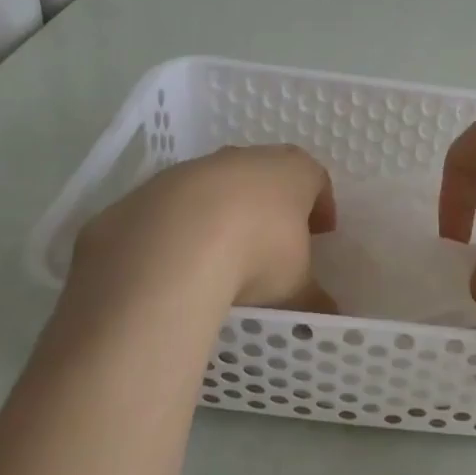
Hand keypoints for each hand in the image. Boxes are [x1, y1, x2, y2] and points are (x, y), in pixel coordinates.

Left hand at [67, 145, 337, 318]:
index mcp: (292, 171)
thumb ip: (314, 299)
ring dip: (221, 215)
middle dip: (270, 207)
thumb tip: (327, 315)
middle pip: (265, 177)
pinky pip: (172, 210)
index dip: (320, 207)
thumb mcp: (295, 287)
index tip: (321, 234)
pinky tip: (177, 266)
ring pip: (215, 189)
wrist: (169, 250)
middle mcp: (245, 159)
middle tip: (273, 244)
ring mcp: (193, 170)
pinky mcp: (148, 191)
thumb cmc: (256, 255)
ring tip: (221, 260)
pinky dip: (179, 232)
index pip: (316, 179)